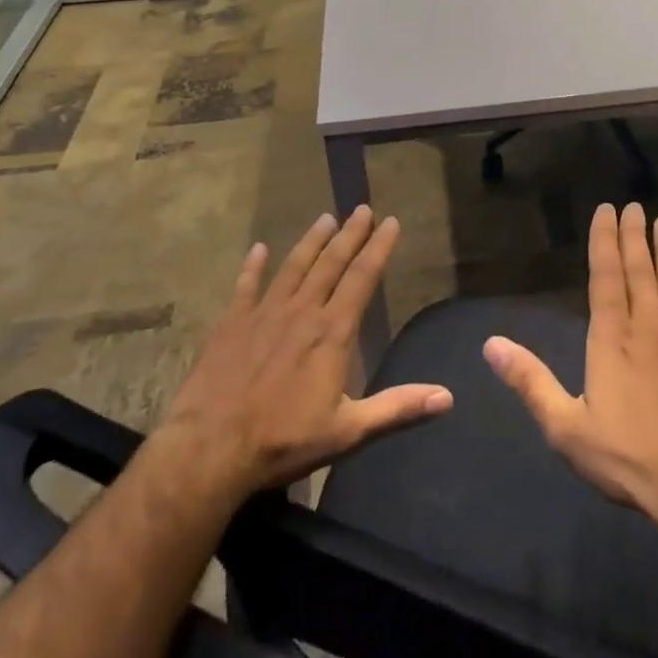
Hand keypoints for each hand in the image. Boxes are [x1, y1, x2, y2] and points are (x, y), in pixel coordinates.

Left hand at [159, 208, 450, 500]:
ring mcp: (264, 314)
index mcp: (332, 333)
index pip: (362, 278)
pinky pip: (245, 287)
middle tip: (362, 208)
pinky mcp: (231, 324)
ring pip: (293, 267)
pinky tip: (258, 249)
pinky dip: (253, 267)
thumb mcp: (348, 432)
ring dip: (311, 242)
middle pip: (331, 264)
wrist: (209, 450)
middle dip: (350, 234)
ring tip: (325, 218)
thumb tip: (447, 397)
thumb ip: (397, 409)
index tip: (391, 221)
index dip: (379, 248)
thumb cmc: (283, 441)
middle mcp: (302, 312)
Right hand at [483, 204, 657, 542]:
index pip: (606, 277)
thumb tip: (491, 344)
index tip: (606, 210)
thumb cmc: (626, 456)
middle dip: (635, 236)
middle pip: (640, 271)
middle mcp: (648, 327)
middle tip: (635, 206)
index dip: (605, 241)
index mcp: (612, 338)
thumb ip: (530, 381)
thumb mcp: (565, 426)